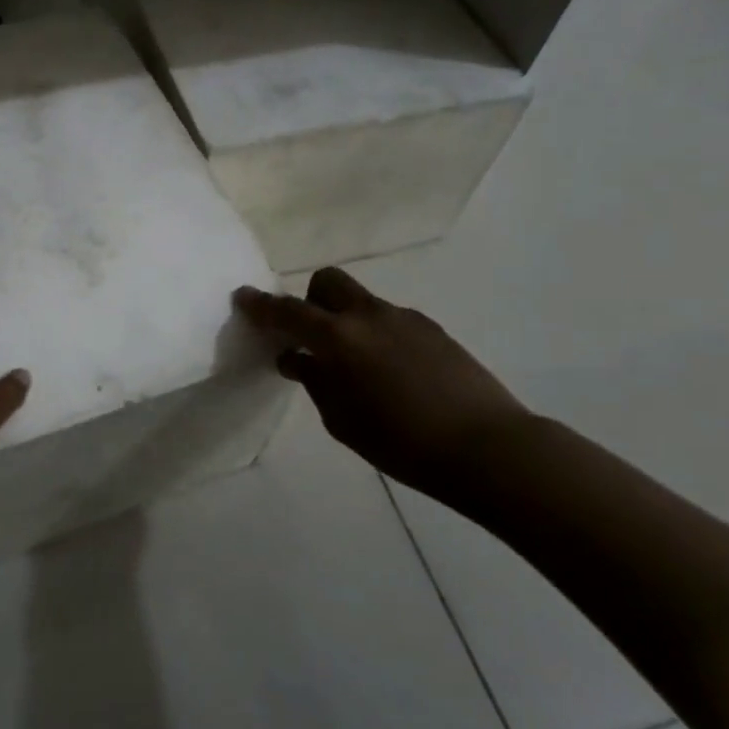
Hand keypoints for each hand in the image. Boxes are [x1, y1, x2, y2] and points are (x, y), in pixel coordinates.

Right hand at [233, 269, 528, 496]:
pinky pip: (390, 321)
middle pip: (328, 281)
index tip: (242, 297)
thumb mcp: (341, 420)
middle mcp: (369, 316)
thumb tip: (297, 358)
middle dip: (311, 299)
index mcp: (338, 338)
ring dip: (347, 321)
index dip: (260, 305)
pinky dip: (377, 336)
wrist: (486, 447)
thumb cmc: (401, 442)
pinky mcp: (433, 330)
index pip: (287, 312)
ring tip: (359, 369)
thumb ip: (314, 381)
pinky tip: (393, 376)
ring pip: (362, 303)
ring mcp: (405, 318)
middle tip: (312, 336)